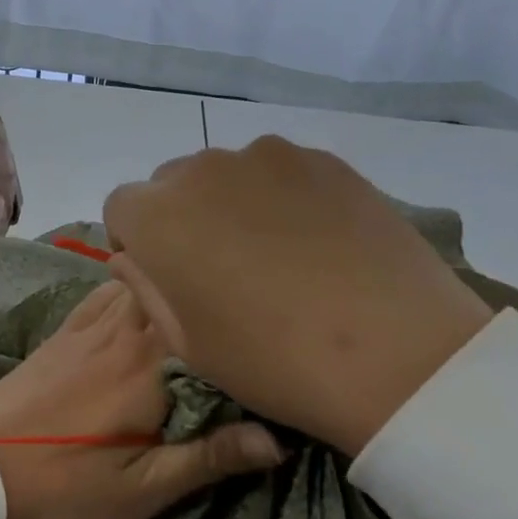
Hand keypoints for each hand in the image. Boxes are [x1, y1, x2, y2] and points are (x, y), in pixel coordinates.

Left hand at [0, 281, 284, 518]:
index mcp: (150, 364)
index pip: (209, 324)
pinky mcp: (62, 331)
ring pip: (140, 281)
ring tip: (197, 303)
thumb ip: (209, 458)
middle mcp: (123, 329)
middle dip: (208, 296)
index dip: (241, 325)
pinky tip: (138, 300)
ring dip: (169, 286)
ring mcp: (88, 324)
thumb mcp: (143, 489)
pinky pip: (103, 290)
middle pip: (174, 290)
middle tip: (241, 313)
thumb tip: (278, 440)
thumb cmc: (65, 484)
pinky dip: (128, 285)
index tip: (267, 336)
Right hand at [103, 137, 493, 455]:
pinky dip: (280, 197)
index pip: (121, 207)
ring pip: (226, 174)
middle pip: (171, 184)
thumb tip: (129, 257)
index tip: (166, 276)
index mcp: (157, 216)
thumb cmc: (272, 360)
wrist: (396, 353)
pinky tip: (316, 241)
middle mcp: (202, 170)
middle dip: (181, 218)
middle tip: (221, 267)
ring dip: (230, 203)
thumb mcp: (188, 343)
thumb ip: (145, 289)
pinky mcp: (322, 159)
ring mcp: (267, 157)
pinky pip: (279, 172)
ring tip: (274, 252)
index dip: (136, 241)